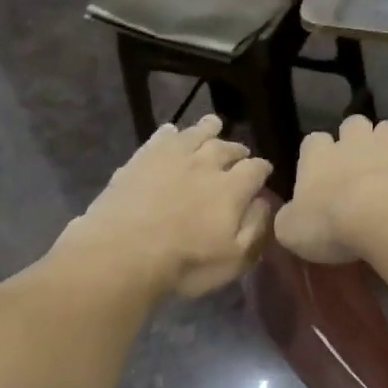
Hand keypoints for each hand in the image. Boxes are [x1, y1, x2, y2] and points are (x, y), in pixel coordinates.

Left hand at [58, 115, 273, 297]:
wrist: (123, 252)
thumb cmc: (186, 263)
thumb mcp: (234, 258)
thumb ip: (256, 228)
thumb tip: (265, 202)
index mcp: (232, 189)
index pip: (256, 169)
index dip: (263, 169)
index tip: (264, 172)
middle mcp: (206, 164)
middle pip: (227, 148)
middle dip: (237, 149)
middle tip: (240, 153)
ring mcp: (171, 157)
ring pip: (195, 134)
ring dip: (208, 129)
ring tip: (214, 125)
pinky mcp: (141, 158)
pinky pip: (161, 137)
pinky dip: (171, 132)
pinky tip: (171, 132)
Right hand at [275, 116, 387, 264]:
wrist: (387, 216)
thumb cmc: (331, 224)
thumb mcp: (292, 232)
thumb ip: (289, 219)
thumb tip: (290, 217)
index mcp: (318, 156)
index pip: (312, 142)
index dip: (317, 155)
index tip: (321, 172)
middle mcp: (355, 140)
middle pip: (353, 124)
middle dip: (356, 139)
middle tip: (360, 166)